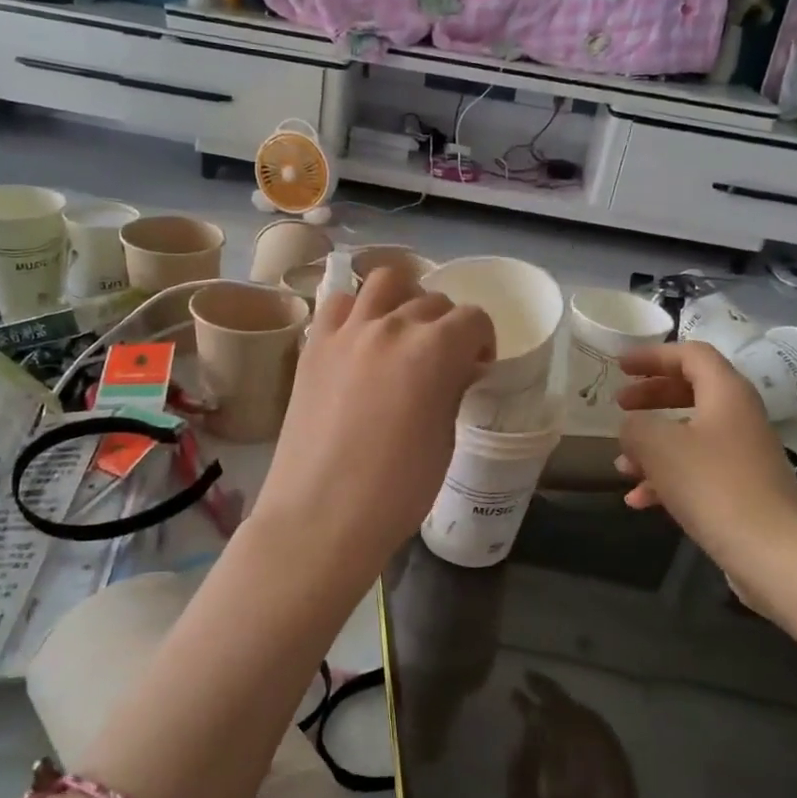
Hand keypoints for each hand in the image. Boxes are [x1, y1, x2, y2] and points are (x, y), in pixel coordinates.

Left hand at [256, 265, 494, 577]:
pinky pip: (339, 304)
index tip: (478, 366)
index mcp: (434, 350)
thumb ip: (452, 389)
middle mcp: (390, 326)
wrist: (321, 515)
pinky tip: (360, 340)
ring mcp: (346, 331)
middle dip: (448, 325)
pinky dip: (357, 311)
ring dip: (404, 298)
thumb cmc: (396, 491)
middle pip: (433, 300)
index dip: (483, 340)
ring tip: (402, 332)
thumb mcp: (444, 439)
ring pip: (384, 281)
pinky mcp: (313, 345)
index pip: (473, 319)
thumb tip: (455, 369)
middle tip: (443, 359)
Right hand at [614, 342, 796, 590]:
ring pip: (689, 435)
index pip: (691, 355)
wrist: (772, 552)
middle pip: (690, 391)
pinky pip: (696, 471)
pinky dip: (666, 478)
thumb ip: (636, 426)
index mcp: (726, 393)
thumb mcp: (658, 446)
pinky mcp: (740, 489)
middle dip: (651, 397)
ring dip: (652, 445)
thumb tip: (633, 427)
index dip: (653, 356)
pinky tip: (638, 501)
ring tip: (621, 464)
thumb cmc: (712, 485)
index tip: (620, 367)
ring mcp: (742, 455)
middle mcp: (738, 417)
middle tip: (619, 404)